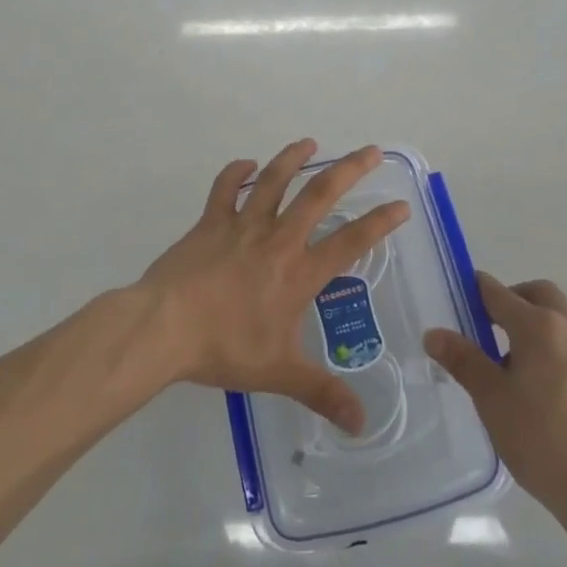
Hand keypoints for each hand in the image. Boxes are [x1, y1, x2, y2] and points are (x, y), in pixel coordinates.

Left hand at [142, 140, 409, 433]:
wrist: (166, 327)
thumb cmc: (225, 348)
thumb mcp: (279, 374)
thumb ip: (322, 393)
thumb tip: (362, 424)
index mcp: (299, 273)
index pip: (350, 242)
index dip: (379, 223)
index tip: (401, 205)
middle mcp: (278, 240)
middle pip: (319, 195)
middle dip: (348, 170)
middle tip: (370, 151)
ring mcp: (242, 225)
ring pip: (273, 181)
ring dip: (293, 158)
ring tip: (309, 143)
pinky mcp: (210, 222)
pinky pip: (225, 189)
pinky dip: (236, 173)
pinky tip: (246, 164)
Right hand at [424, 274, 566, 556]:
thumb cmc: (541, 441)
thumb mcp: (492, 400)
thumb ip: (463, 360)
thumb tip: (433, 334)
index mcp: (539, 326)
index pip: (498, 293)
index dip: (477, 291)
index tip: (462, 299)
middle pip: (539, 294)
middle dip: (514, 299)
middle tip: (492, 327)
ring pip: (564, 319)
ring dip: (540, 326)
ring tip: (522, 367)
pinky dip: (562, 351)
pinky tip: (554, 393)